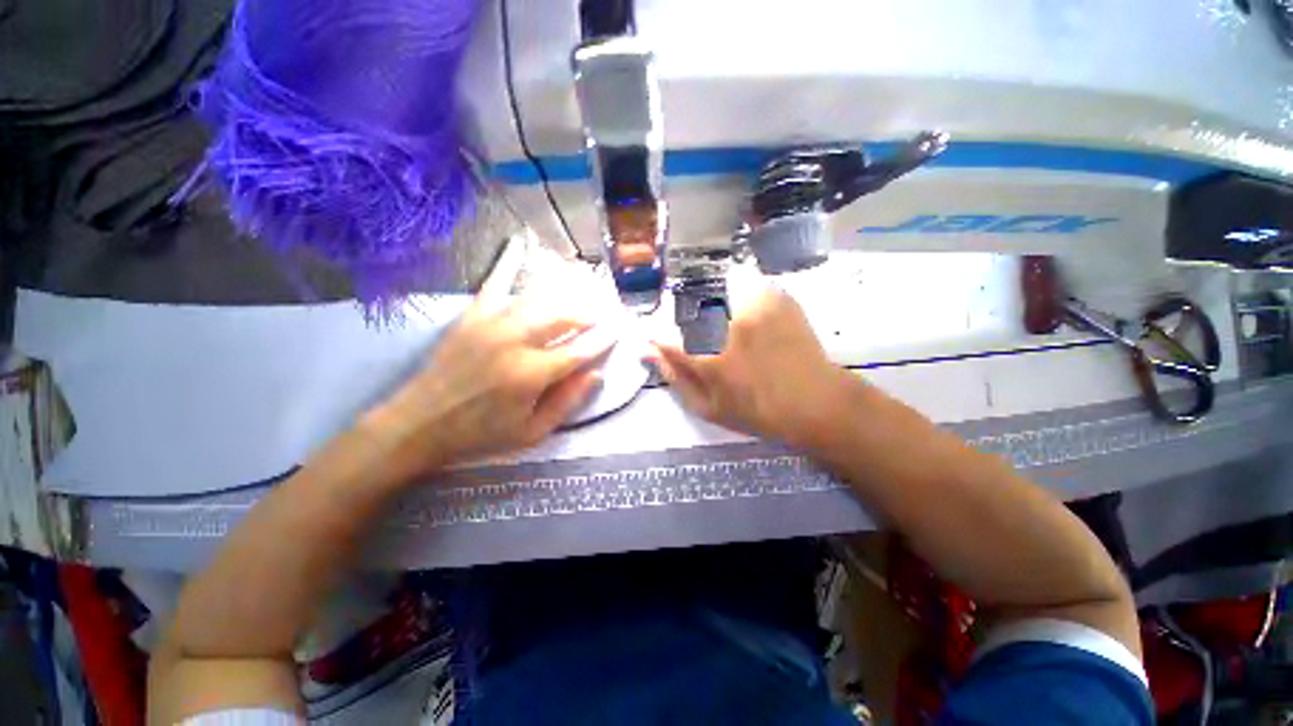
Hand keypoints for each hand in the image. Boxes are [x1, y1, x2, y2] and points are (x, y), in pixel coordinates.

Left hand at [365, 285, 614, 481]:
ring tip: (580, 293)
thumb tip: (596, 374)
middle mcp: (516, 342)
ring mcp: (492, 324)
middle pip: (562, 318)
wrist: (421, 423)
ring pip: (538, 300)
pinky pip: (495, 284)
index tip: (618, 330)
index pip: (579, 351)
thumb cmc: (482, 433)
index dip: (602, 341)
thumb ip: (567, 402)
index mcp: (532, 374)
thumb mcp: (532, 432)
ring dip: (564, 296)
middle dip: (586, 316)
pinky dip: (509, 264)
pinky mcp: (472, 316)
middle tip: (600, 316)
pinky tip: (520, 244)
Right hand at [650, 284, 853, 448]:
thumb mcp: (708, 408)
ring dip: (712, 305)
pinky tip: (747, 318)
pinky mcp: (774, 295)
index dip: (658, 336)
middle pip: (687, 306)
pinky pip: (742, 285)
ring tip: (728, 329)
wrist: (814, 401)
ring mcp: (752, 304)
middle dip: (687, 320)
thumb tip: (648, 350)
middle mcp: (726, 323)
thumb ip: (674, 377)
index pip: (663, 333)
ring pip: (714, 290)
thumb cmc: (757, 412)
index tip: (661, 340)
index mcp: (706, 356)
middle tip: (704, 340)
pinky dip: (738, 297)